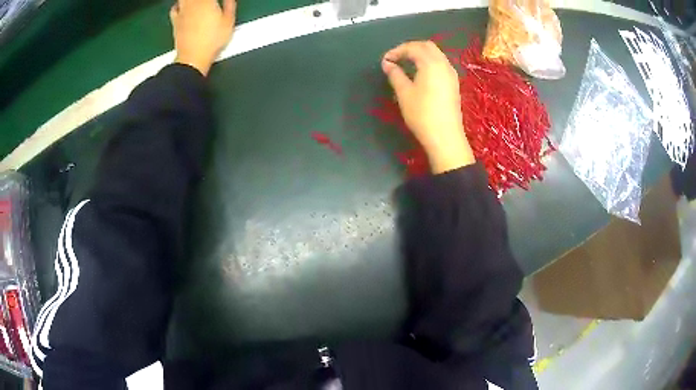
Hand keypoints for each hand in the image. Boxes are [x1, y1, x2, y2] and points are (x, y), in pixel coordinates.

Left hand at [170, 0, 236, 75]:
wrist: (193, 58)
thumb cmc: (212, 41)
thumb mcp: (229, 22)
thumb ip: (229, 5)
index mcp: (207, 1)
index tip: (218, 0)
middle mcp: (193, 4)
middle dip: (202, 0)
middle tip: (208, 3)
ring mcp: (182, 12)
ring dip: (191, 0)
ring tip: (197, 3)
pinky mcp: (175, 22)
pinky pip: (174, 8)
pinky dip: (178, 4)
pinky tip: (182, 6)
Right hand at [382, 41, 474, 173]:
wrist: (445, 137)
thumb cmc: (422, 114)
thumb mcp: (404, 93)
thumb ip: (395, 74)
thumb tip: (387, 64)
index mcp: (431, 63)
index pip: (413, 47)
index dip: (397, 50)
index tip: (385, 60)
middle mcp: (444, 64)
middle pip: (427, 46)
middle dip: (410, 48)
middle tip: (396, 58)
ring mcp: (451, 74)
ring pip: (436, 54)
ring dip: (421, 54)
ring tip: (406, 64)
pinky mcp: (454, 84)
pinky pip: (441, 64)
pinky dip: (429, 62)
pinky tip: (420, 73)